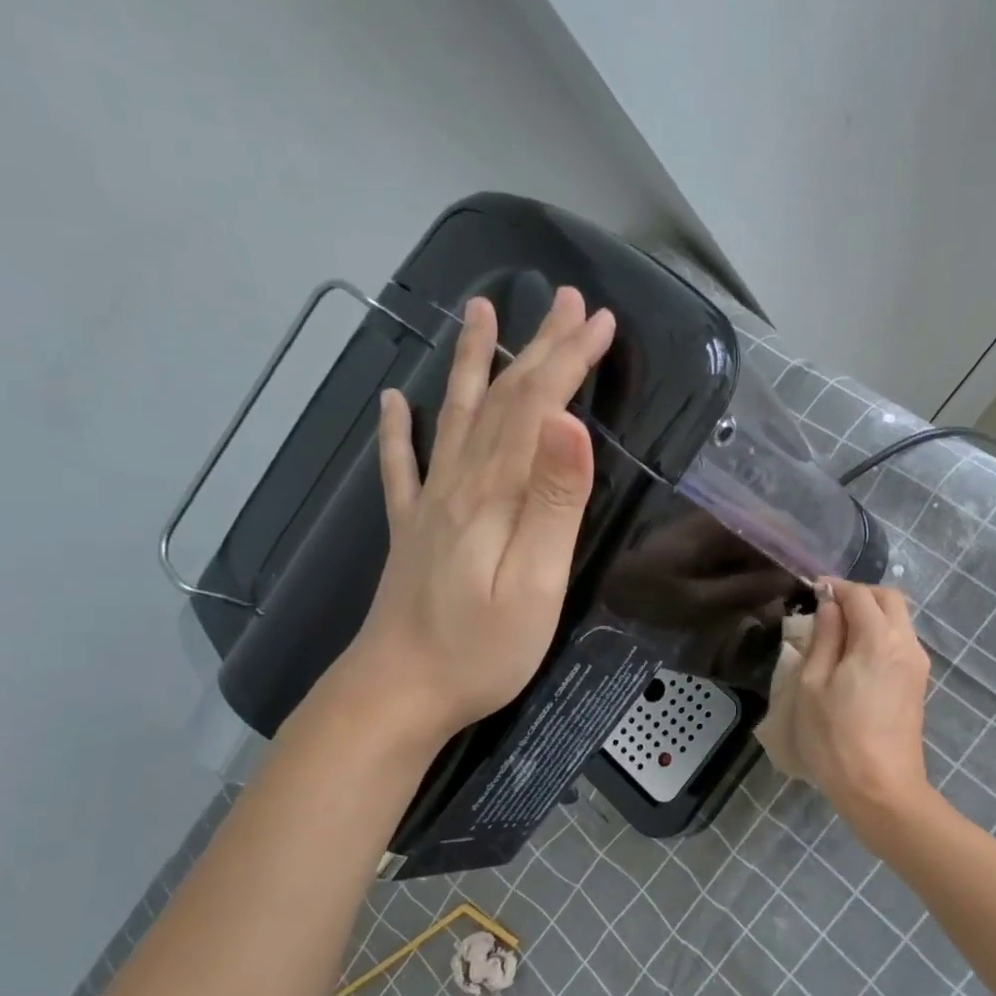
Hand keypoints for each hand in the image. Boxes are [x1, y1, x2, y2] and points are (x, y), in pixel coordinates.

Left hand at [341, 288, 613, 743]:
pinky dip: (399, 429)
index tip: (601, 322)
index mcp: (495, 494)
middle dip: (539, 348)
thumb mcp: (535, 584)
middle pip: (502, 401)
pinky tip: (394, 401)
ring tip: (481, 313)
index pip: (538, 409)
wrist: (397, 694)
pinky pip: (402, 467)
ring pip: (457, 417)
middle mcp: (459, 484)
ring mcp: (429, 505)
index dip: (569, 361)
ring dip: (474, 363)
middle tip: (566, 301)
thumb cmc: (481, 650)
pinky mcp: (412, 531)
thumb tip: (569, 424)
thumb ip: (553, 503)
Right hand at [793, 581, 932, 814]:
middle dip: (860, 595)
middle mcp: (906, 643)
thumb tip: (829, 605)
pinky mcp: (918, 684)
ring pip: (899, 620)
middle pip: (889, 599)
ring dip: (872, 616)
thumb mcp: (814, 684)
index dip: (835, 587)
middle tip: (828, 609)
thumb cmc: (836, 738)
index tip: (812, 591)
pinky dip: (880, 635)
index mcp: (879, 638)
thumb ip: (824, 637)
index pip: (860, 594)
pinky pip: (901, 643)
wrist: (881, 789)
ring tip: (838, 635)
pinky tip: (855, 658)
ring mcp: (917, 665)